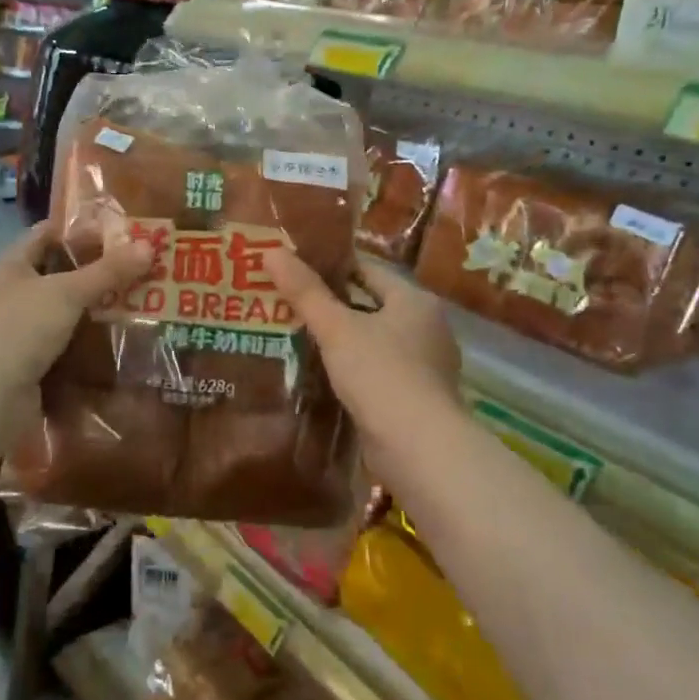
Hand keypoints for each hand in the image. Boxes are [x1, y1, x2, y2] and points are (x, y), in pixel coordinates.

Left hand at [0, 221, 152, 391]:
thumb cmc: (19, 330)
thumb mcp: (67, 293)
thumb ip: (107, 271)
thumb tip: (149, 247)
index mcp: (6, 269)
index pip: (43, 235)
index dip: (77, 231)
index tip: (116, 232)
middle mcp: (5, 297)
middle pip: (54, 276)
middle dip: (92, 273)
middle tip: (135, 269)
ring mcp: (13, 335)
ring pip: (59, 314)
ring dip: (91, 312)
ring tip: (134, 304)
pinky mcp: (24, 367)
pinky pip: (60, 348)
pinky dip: (84, 345)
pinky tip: (114, 343)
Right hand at [265, 250, 463, 468]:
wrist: (419, 448)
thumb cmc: (380, 374)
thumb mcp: (336, 328)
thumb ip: (305, 291)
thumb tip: (271, 251)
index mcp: (414, 300)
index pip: (369, 269)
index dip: (332, 265)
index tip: (296, 267)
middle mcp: (427, 326)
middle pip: (372, 304)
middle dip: (334, 304)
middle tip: (290, 301)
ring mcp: (426, 364)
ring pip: (375, 340)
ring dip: (343, 338)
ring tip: (298, 335)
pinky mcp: (417, 397)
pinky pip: (379, 370)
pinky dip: (354, 368)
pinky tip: (323, 374)